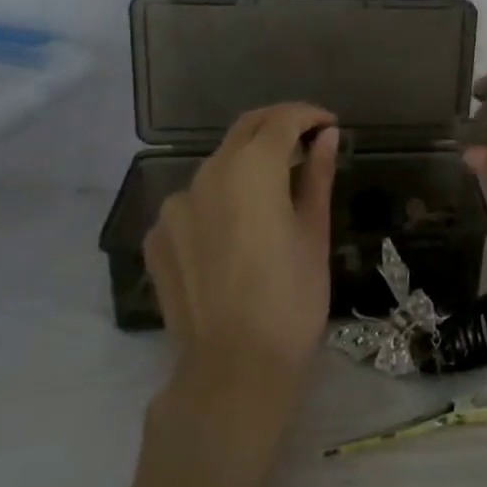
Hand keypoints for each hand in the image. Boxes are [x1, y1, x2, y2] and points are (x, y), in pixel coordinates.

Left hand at [143, 103, 339, 395]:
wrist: (234, 369)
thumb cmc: (292, 298)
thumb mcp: (314, 232)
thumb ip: (317, 175)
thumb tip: (326, 137)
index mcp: (251, 168)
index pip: (281, 120)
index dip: (308, 116)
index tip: (329, 126)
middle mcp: (206, 174)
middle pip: (245, 131)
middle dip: (278, 127)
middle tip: (307, 142)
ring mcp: (174, 207)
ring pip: (217, 166)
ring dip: (247, 165)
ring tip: (273, 193)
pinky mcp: (157, 237)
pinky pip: (194, 202)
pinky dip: (219, 199)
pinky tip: (236, 230)